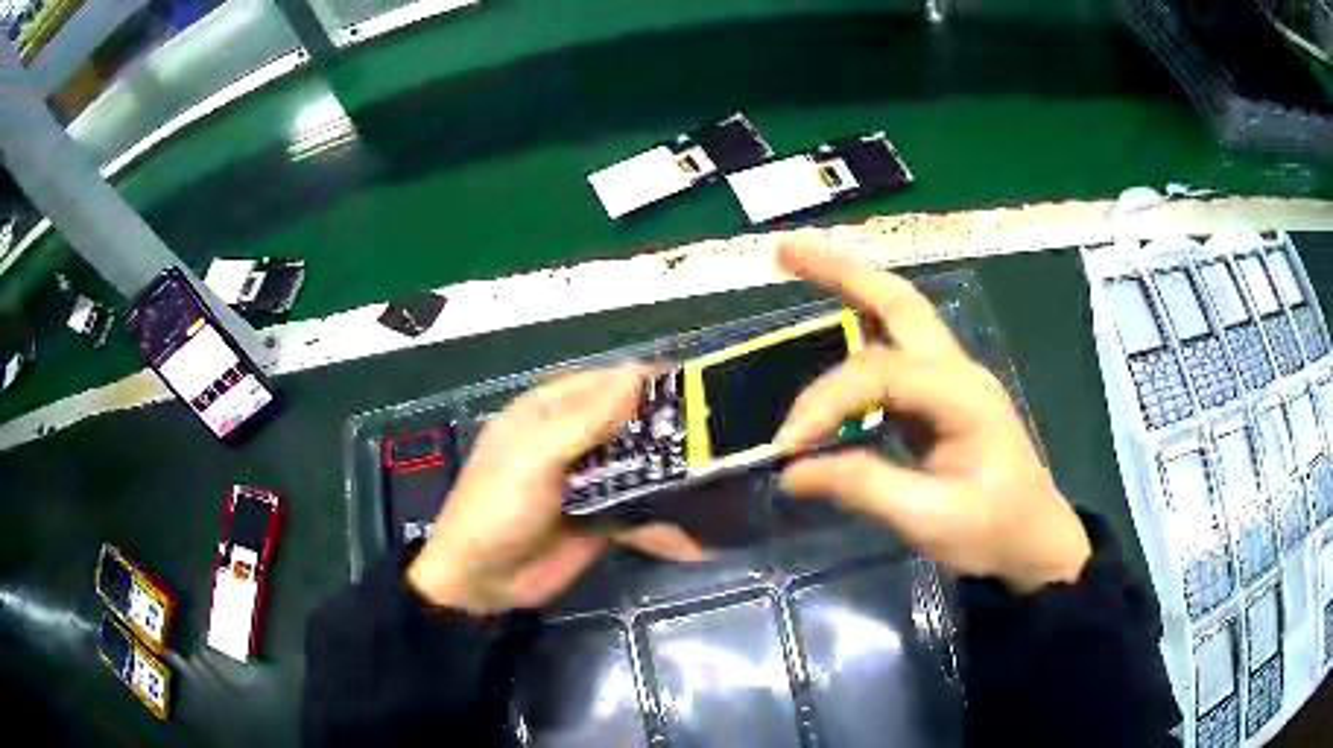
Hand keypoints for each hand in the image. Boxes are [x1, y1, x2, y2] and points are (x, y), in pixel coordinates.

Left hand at [407, 365, 704, 613]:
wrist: (482, 582)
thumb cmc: (497, 507)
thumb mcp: (534, 457)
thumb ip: (584, 419)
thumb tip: (637, 373)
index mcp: (550, 411)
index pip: (607, 382)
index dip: (649, 381)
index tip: (700, 389)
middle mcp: (573, 440)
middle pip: (630, 423)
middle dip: (671, 429)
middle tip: (723, 437)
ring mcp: (589, 481)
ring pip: (641, 466)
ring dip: (675, 474)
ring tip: (724, 478)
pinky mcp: (602, 519)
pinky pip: (641, 511)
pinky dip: (666, 522)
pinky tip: (700, 535)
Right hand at [774, 239, 1090, 593]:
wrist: (1034, 541)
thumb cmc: (993, 532)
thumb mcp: (930, 519)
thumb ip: (862, 486)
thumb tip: (791, 470)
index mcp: (962, 395)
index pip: (878, 374)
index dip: (825, 402)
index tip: (787, 447)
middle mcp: (956, 369)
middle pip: (897, 299)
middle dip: (840, 270)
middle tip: (783, 250)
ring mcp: (950, 376)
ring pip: (897, 311)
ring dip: (848, 284)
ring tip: (795, 264)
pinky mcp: (939, 395)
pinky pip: (893, 347)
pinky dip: (858, 324)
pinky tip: (830, 322)